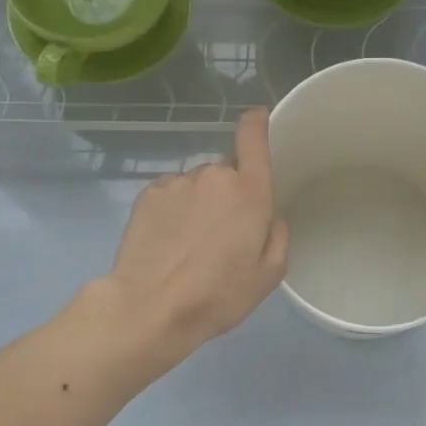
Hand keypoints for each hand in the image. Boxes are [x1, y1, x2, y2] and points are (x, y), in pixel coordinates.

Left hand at [99, 109, 288, 358]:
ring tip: (189, 244)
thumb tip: (269, 217)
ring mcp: (177, 182)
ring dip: (199, 203)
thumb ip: (277, 235)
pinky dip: (173, 210)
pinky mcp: (148, 194)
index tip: (258, 118)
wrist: (150, 308)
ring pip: (197, 184)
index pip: (254, 138)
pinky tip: (168, 241)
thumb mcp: (268, 275)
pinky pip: (171, 193)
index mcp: (250, 191)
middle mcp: (214, 175)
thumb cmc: (218, 294)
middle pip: (227, 173)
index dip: (257, 122)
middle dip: (228, 194)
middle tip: (222, 234)